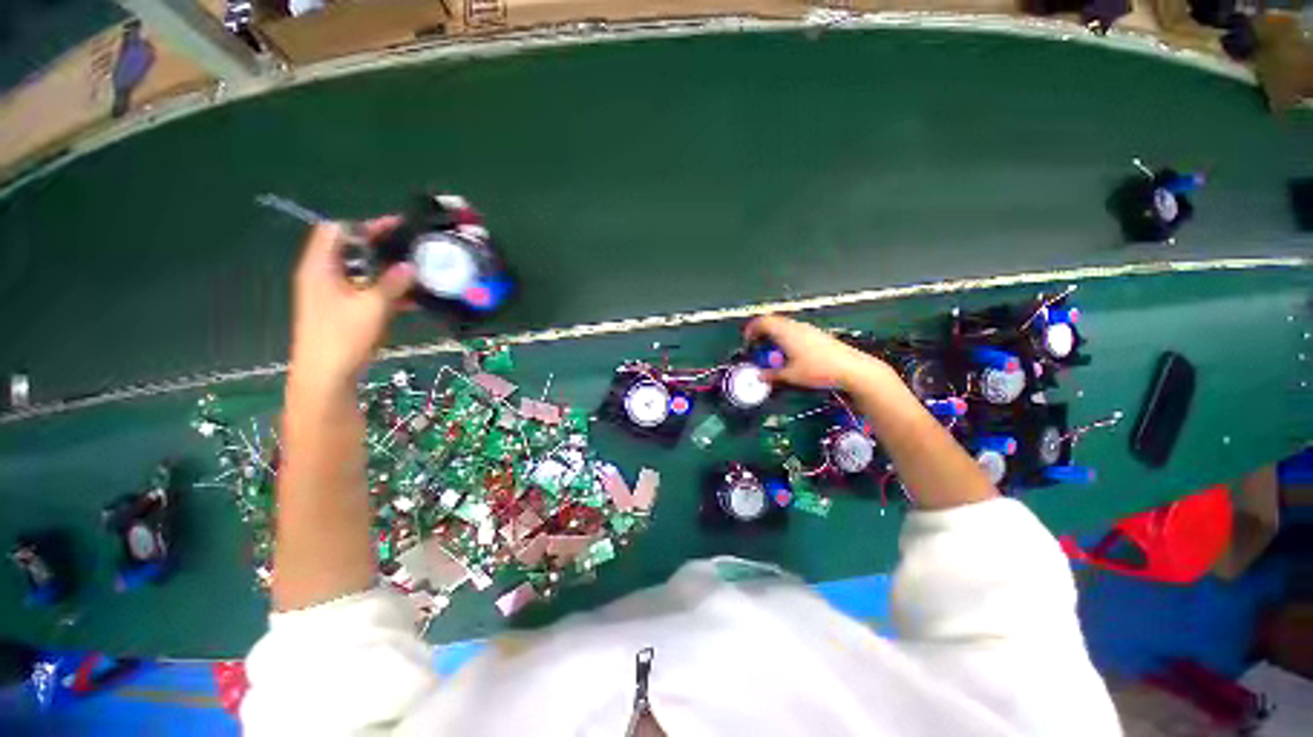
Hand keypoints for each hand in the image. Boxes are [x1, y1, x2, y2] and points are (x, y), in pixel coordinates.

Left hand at [289, 219, 414, 393]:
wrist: (326, 376)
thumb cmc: (343, 336)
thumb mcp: (372, 306)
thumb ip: (393, 283)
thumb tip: (410, 266)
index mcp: (321, 267)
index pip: (336, 230)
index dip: (364, 225)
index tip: (396, 228)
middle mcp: (324, 276)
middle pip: (351, 250)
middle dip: (382, 247)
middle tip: (413, 248)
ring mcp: (334, 295)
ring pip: (363, 273)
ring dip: (388, 271)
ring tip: (419, 272)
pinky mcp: (344, 311)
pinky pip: (367, 292)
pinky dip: (387, 291)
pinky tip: (413, 299)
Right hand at [744, 314, 885, 390]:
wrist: (851, 368)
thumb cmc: (817, 370)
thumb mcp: (790, 375)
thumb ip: (771, 375)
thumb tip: (759, 376)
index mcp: (785, 332)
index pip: (762, 322)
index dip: (751, 330)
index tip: (747, 342)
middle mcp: (795, 326)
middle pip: (772, 321)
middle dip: (761, 332)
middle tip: (757, 346)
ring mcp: (807, 328)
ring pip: (784, 325)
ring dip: (774, 335)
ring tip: (772, 351)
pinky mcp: (816, 334)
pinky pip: (794, 330)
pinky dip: (785, 337)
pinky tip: (789, 353)